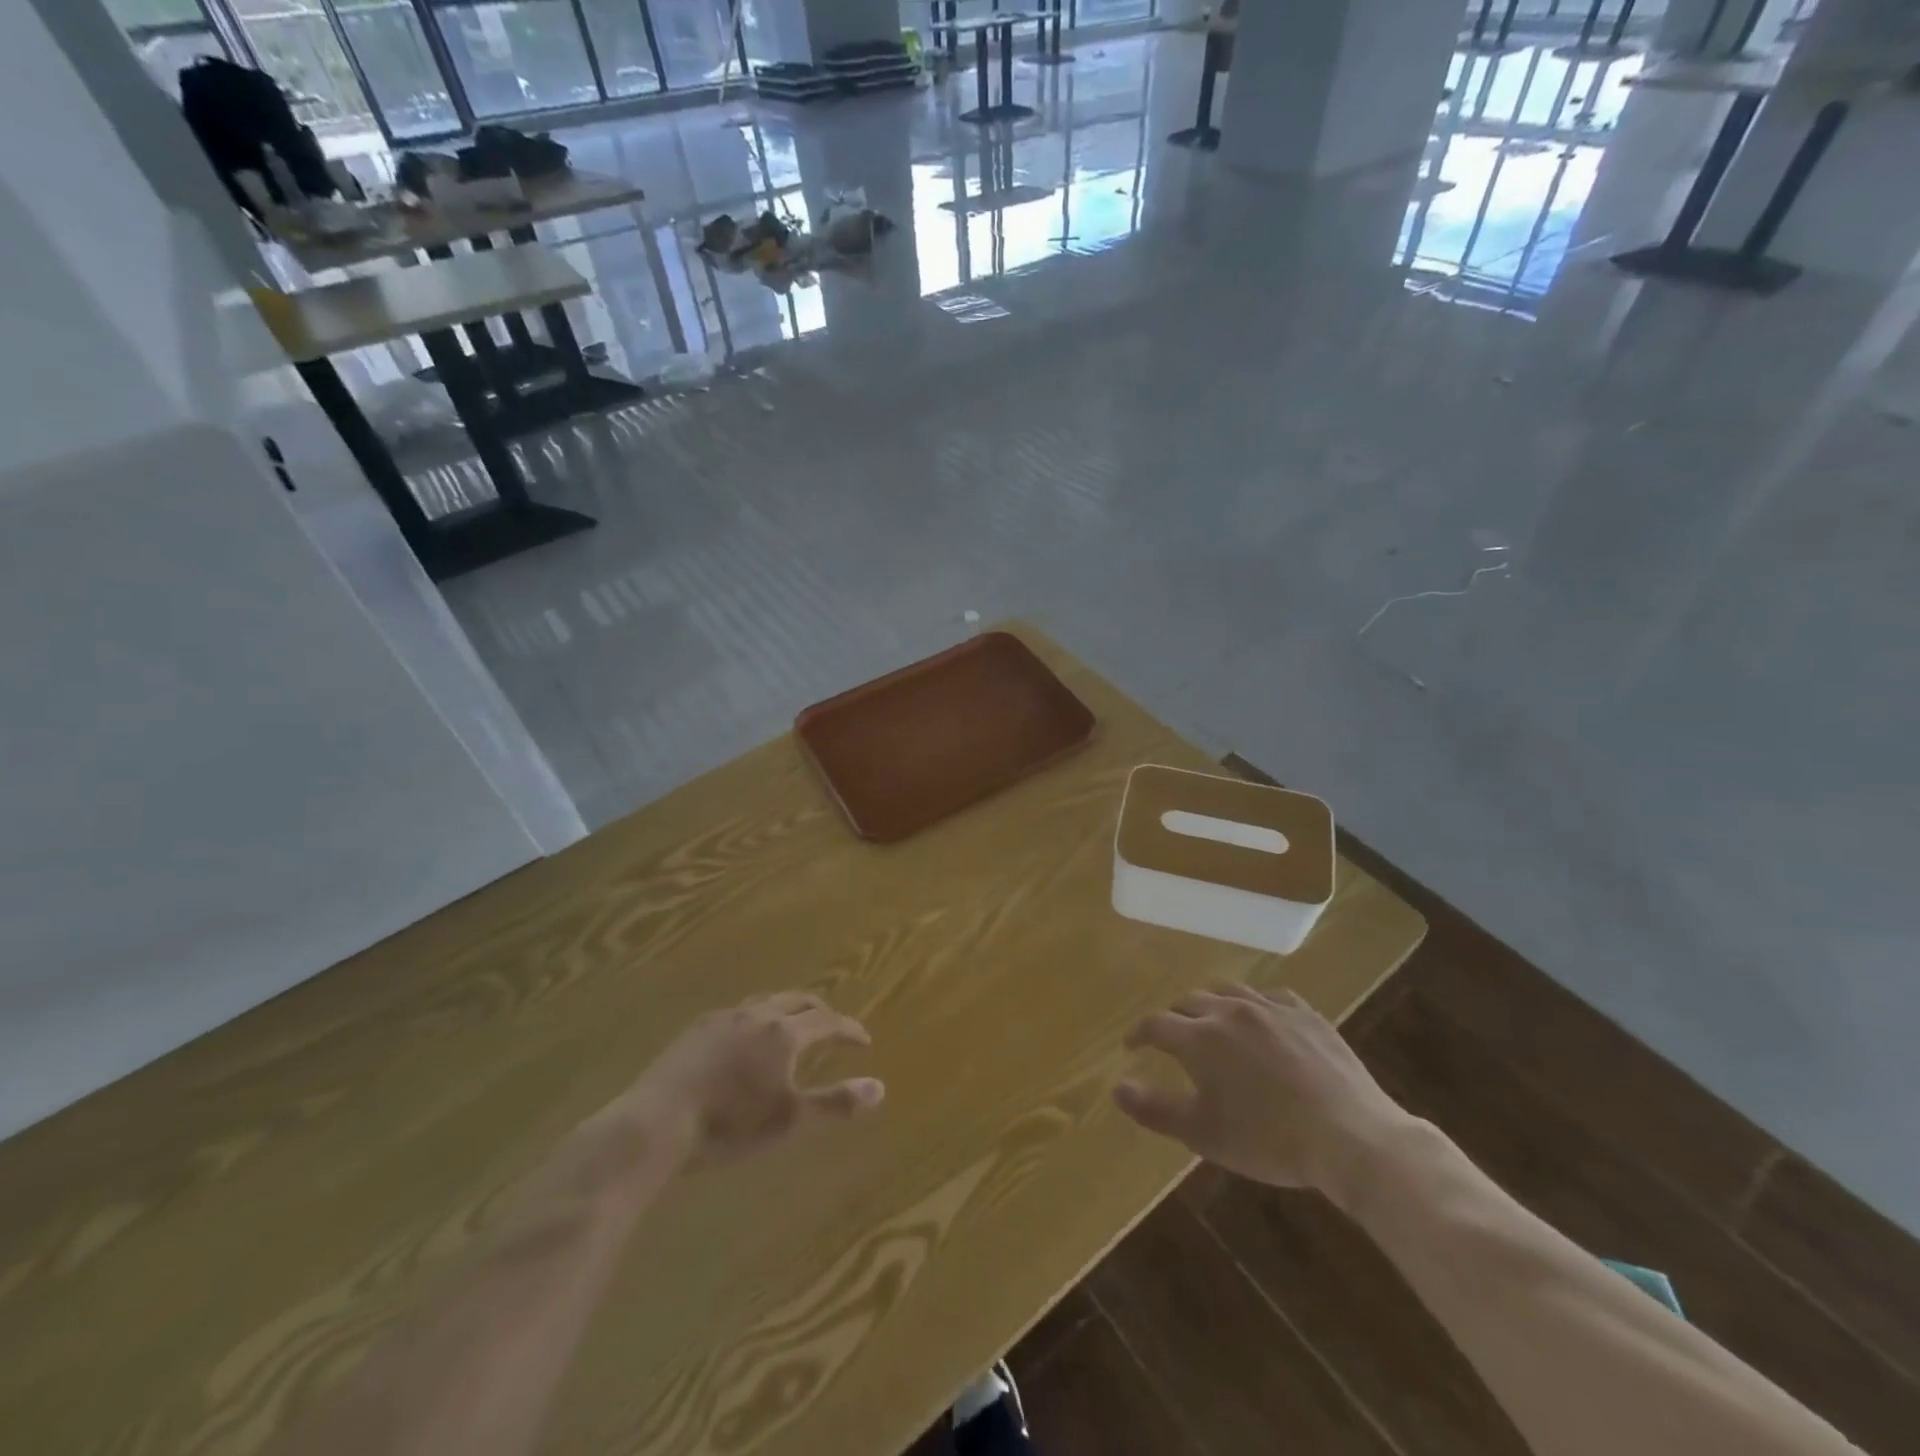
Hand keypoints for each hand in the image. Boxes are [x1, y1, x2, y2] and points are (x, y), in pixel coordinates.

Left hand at [621, 993, 883, 1170]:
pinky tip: (746, 1038)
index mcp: (784, 1032)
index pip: (828, 1021)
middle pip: (798, 1000)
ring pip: (766, 1001)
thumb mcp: (789, 1119)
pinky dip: (757, 1018)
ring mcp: (723, 1018)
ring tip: (793, 1026)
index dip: (849, 1030)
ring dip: (788, 1010)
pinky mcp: (696, 1029)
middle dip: (822, 1011)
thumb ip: (836, 1102)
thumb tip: (880, 1087)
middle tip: (834, 1027)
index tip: (864, 1041)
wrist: (657, 1123)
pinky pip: (738, 1012)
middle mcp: (758, 1014)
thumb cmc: (729, 1124)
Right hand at [1113, 985, 1411, 1204]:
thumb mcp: (1202, 1133)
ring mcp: (1271, 1008)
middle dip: (1174, 1017)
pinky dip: (1255, 1004)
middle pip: (1190, 1002)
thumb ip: (1154, 1108)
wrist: (1350, 1136)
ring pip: (1229, 992)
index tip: (1131, 1046)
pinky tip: (1261, 1019)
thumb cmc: (1268, 1140)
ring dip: (1212, 1004)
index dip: (1139, 1034)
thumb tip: (1116, 1088)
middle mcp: (1230, 1011)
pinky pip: (1271, 996)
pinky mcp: (1307, 1014)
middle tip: (1171, 1038)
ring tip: (1212, 1021)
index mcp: (1200, 1038)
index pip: (1156, 1024)